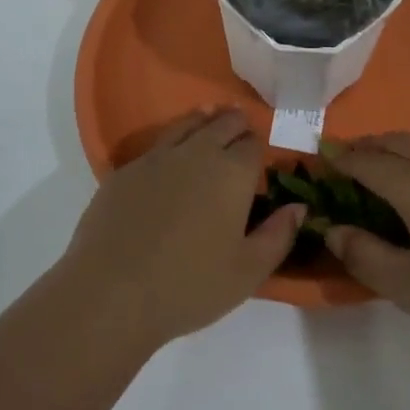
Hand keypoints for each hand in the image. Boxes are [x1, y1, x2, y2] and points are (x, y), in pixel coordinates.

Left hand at [60, 109, 303, 347]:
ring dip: (204, 121)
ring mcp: (158, 157)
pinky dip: (173, 139)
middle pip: (223, 123)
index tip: (260, 157)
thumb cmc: (189, 286)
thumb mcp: (248, 272)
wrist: (112, 291)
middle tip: (240, 130)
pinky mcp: (126, 169)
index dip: (259, 147)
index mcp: (233, 173)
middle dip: (236, 124)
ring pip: (188, 124)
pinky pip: (157, 143)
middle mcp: (198, 153)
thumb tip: (298, 207)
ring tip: (210, 119)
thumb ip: (278, 236)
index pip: (253, 144)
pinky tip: (171, 155)